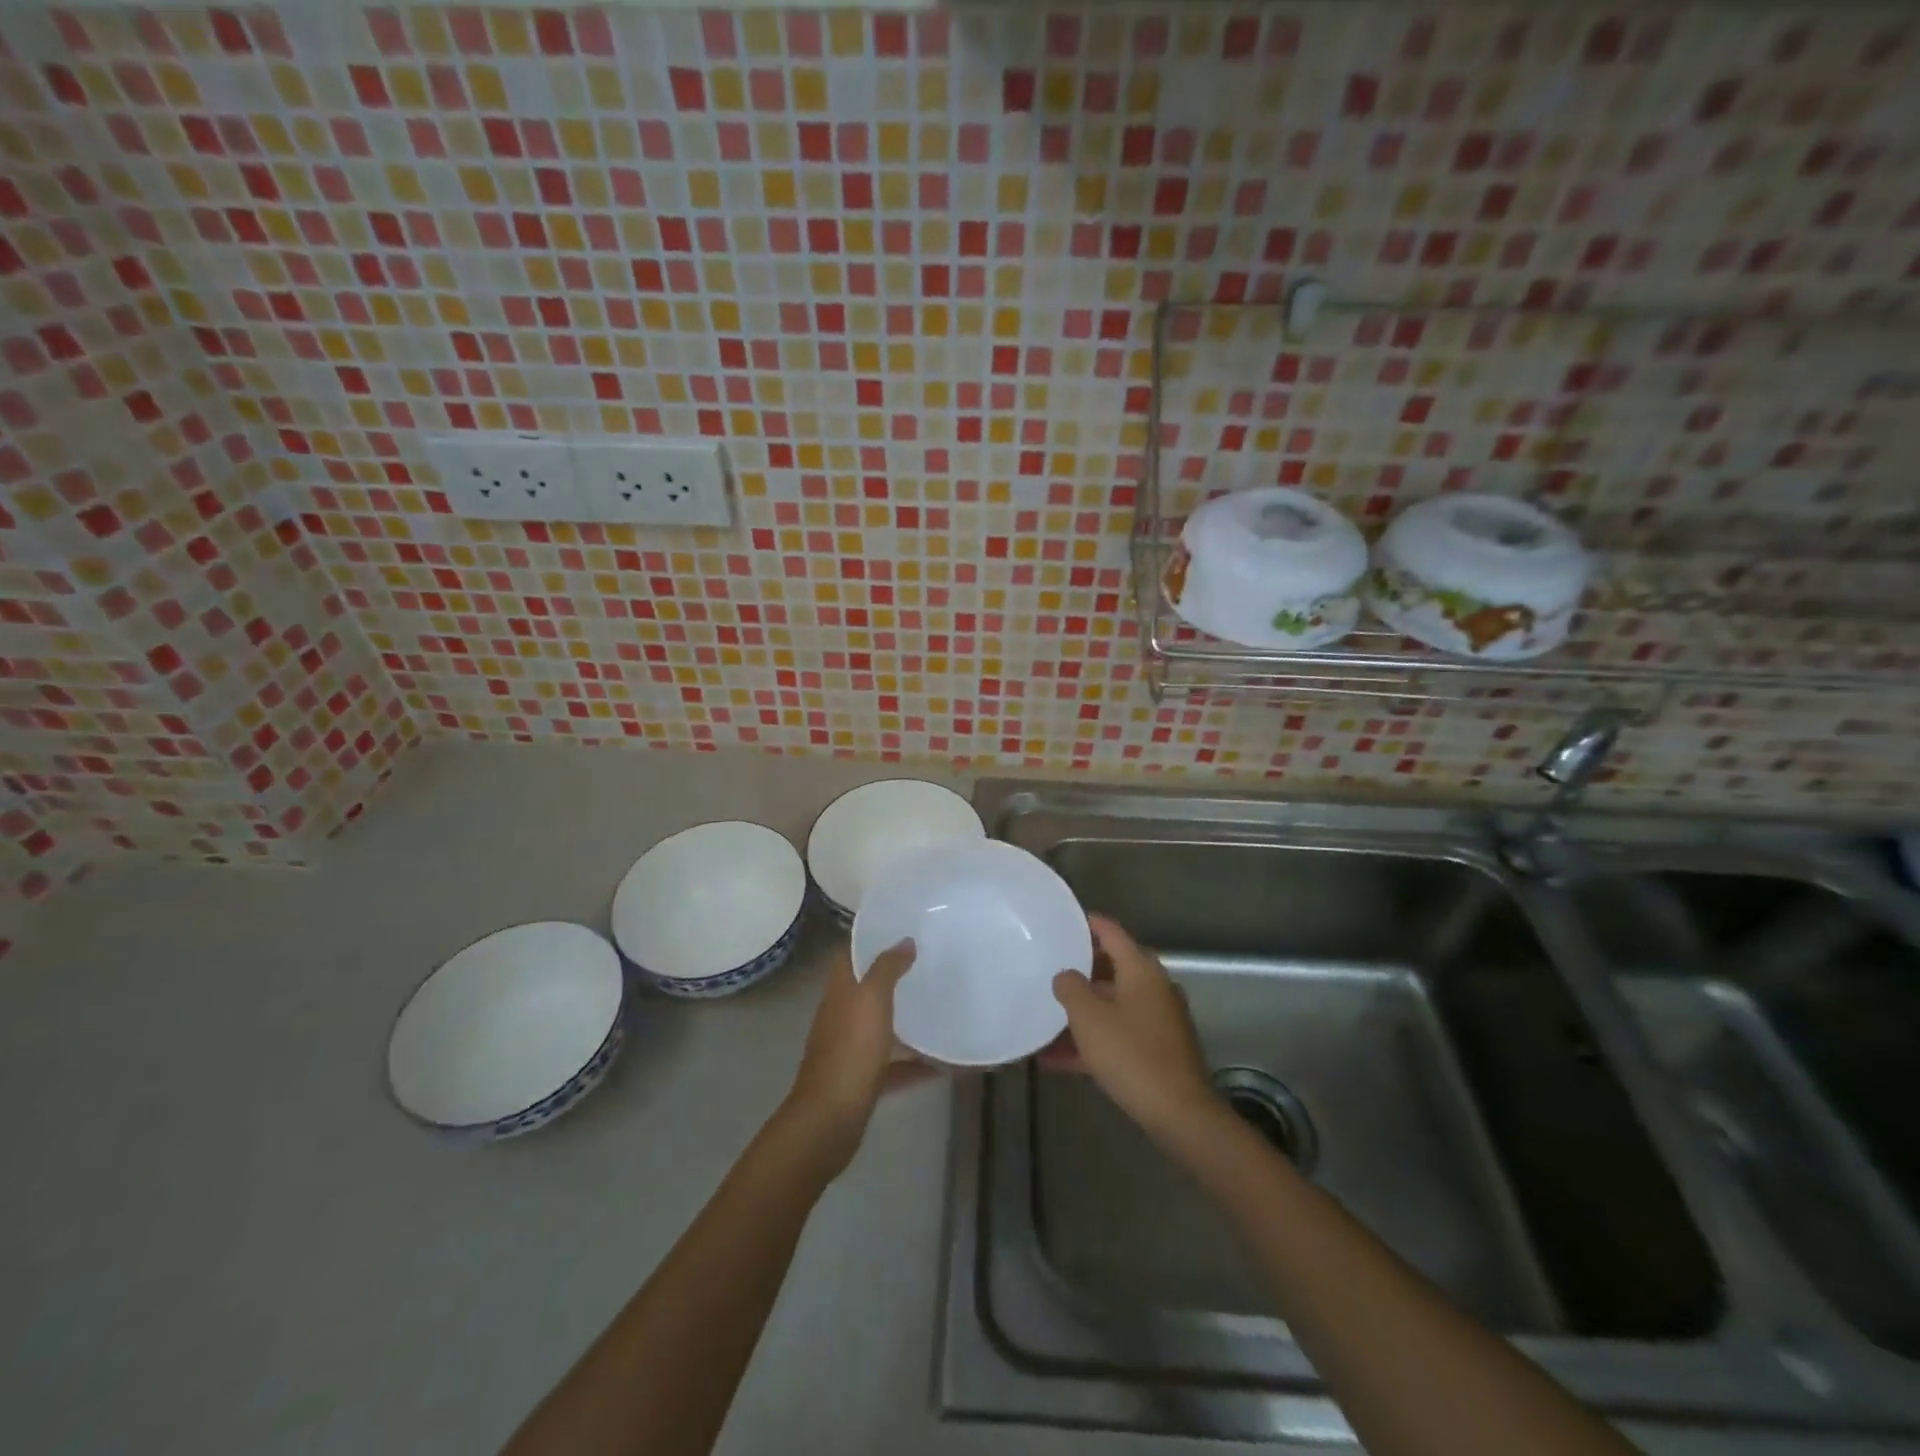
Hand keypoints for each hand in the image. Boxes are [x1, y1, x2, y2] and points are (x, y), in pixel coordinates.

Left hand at [782, 940, 921, 1175]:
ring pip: (882, 1027)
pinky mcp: (864, 1080)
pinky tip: (944, 1064)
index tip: (903, 929)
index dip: (871, 940)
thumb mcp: (871, 1000)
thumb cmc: (850, 1051)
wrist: (829, 1120)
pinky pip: (895, 1066)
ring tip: (941, 1008)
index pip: (850, 955)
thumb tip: (904, 941)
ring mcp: (852, 1050)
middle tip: (930, 964)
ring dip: (907, 1020)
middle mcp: (843, 1016)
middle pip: (868, 989)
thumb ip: (887, 968)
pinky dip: (916, 1063)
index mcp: (841, 992)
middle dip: (895, 977)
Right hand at [1050, 915, 1221, 1144]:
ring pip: (1112, 1006)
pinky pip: (1117, 1035)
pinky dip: (1091, 1041)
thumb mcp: (1089, 1017)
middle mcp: (1153, 988)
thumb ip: (1070, 987)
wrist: (1179, 1114)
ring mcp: (1158, 1020)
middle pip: (1111, 969)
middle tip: (1047, 970)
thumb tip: (1066, 975)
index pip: (1111, 932)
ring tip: (1044, 1018)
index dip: (1087, 923)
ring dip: (1081, 1013)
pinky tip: (1056, 1059)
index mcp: (1141, 970)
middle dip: (1079, 972)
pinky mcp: (1157, 1050)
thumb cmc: (1131, 1054)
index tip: (1062, 921)